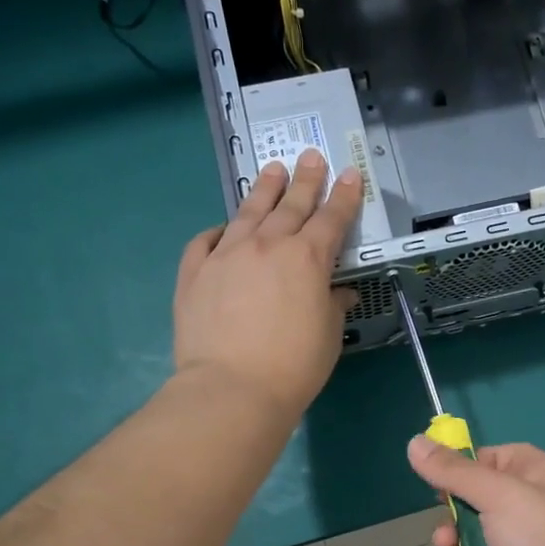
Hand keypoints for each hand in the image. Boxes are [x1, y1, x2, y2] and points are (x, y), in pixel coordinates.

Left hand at [173, 150, 361, 423]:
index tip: (349, 174)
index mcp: (307, 258)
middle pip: (291, 205)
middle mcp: (267, 245)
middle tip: (311, 157)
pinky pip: (205, 241)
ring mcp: (226, 254)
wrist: (232, 388)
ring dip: (263, 189)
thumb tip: (340, 293)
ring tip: (272, 170)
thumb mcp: (328, 334)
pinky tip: (222, 228)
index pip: (332, 218)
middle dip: (305, 179)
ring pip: (248, 212)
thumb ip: (333, 305)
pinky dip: (218, 231)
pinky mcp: (194, 272)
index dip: (344, 196)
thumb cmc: (294, 366)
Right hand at [407, 438, 544, 545]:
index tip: (440, 474)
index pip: (495, 458)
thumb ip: (455, 472)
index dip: (466, 465)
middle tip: (449, 527)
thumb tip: (414, 442)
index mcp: (536, 478)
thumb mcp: (501, 496)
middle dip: (451, 515)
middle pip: (471, 500)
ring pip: (462, 539)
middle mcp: (526, 512)